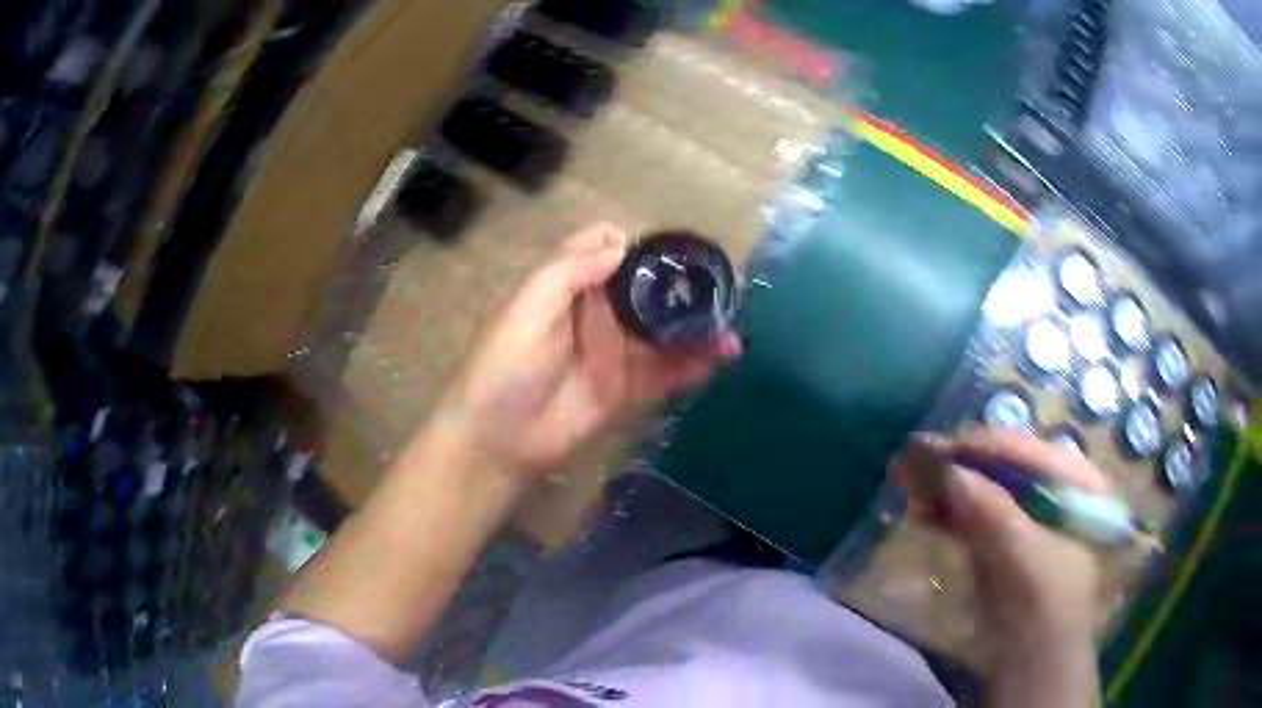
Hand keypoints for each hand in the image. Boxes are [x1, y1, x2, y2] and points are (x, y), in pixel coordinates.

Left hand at [433, 223, 740, 478]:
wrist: (499, 441)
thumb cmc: (504, 368)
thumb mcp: (525, 310)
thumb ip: (568, 271)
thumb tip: (619, 244)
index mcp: (570, 287)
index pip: (609, 252)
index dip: (639, 247)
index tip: (673, 252)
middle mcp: (598, 314)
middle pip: (647, 292)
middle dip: (683, 287)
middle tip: (724, 289)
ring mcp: (616, 354)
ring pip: (663, 333)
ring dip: (697, 329)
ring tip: (731, 329)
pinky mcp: (627, 390)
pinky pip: (665, 374)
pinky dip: (692, 367)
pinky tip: (718, 361)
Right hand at [892, 428, 1102, 705]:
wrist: (1032, 664)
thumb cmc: (1044, 607)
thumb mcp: (1025, 556)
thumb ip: (991, 511)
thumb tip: (947, 470)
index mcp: (1079, 483)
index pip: (1029, 451)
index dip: (983, 448)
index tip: (937, 448)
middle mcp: (1055, 491)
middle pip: (1004, 467)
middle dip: (959, 466)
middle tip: (913, 460)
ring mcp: (1029, 518)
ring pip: (985, 491)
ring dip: (947, 487)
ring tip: (905, 480)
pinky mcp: (1005, 544)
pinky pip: (975, 518)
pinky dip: (948, 513)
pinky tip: (920, 509)